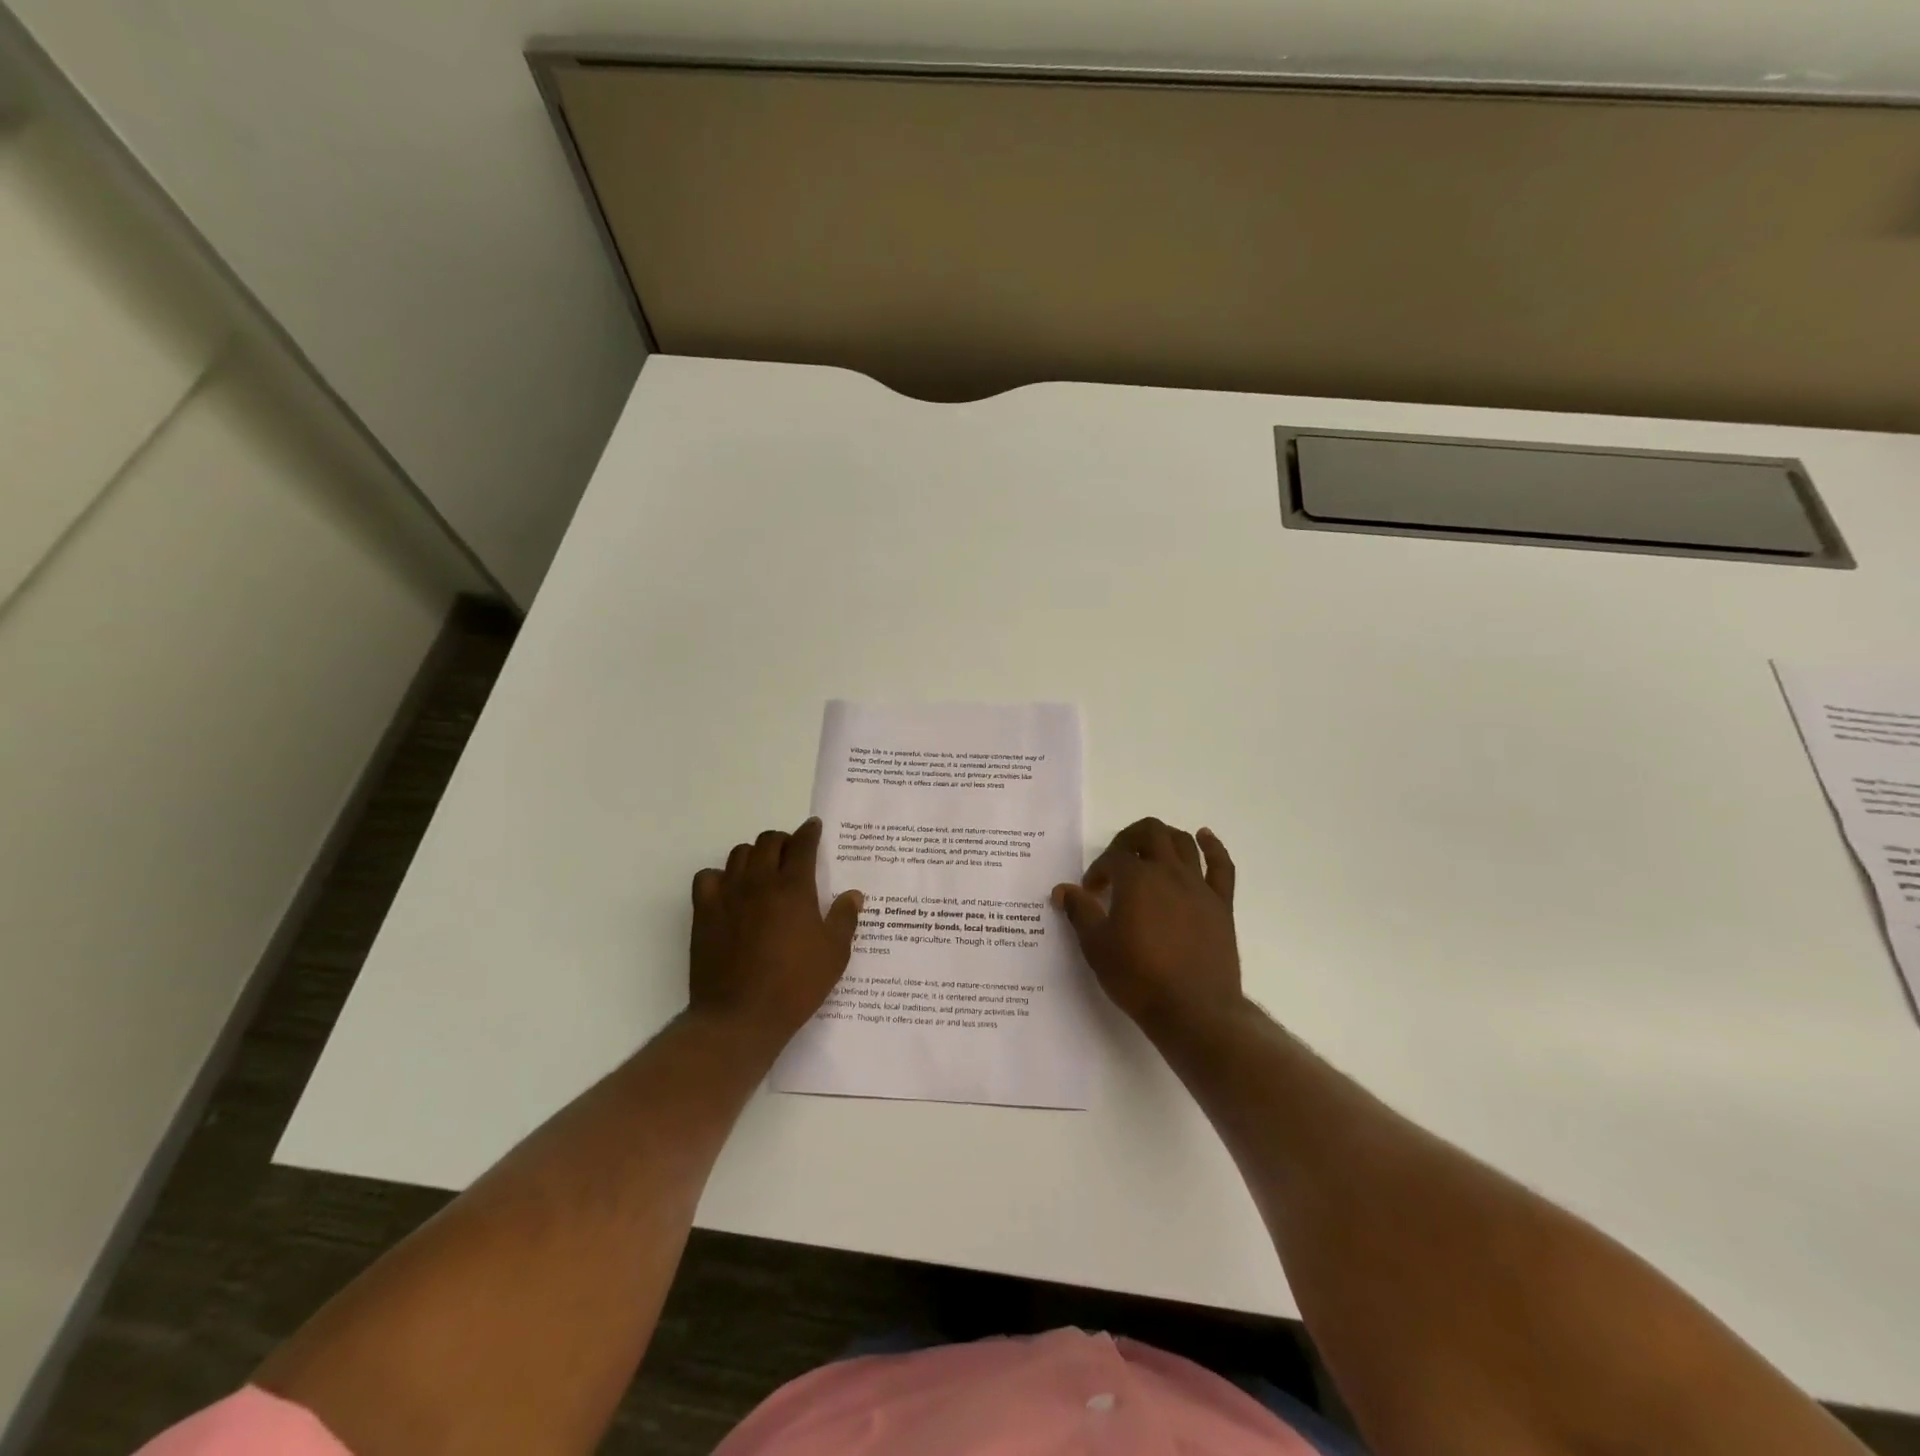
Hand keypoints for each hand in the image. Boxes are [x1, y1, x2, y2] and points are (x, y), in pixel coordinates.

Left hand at [690, 817, 863, 1045]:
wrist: (740, 1016)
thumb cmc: (795, 985)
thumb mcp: (834, 955)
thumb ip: (844, 919)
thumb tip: (853, 894)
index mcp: (794, 888)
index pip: (802, 844)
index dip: (810, 832)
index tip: (814, 827)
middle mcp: (759, 881)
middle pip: (768, 841)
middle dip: (783, 841)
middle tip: (792, 854)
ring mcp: (728, 895)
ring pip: (739, 854)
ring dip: (754, 855)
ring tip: (763, 870)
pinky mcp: (704, 912)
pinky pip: (707, 877)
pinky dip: (720, 877)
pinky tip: (730, 892)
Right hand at [1053, 818, 1244, 1040]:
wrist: (1193, 1010)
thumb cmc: (1138, 977)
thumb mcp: (1096, 946)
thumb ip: (1079, 911)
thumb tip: (1063, 889)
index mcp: (1136, 879)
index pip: (1112, 858)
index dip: (1097, 870)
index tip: (1090, 893)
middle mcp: (1169, 872)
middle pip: (1150, 833)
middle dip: (1128, 840)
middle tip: (1117, 862)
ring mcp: (1198, 886)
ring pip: (1183, 843)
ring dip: (1164, 838)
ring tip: (1150, 850)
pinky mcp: (1221, 904)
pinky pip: (1221, 866)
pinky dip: (1212, 847)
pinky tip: (1204, 837)